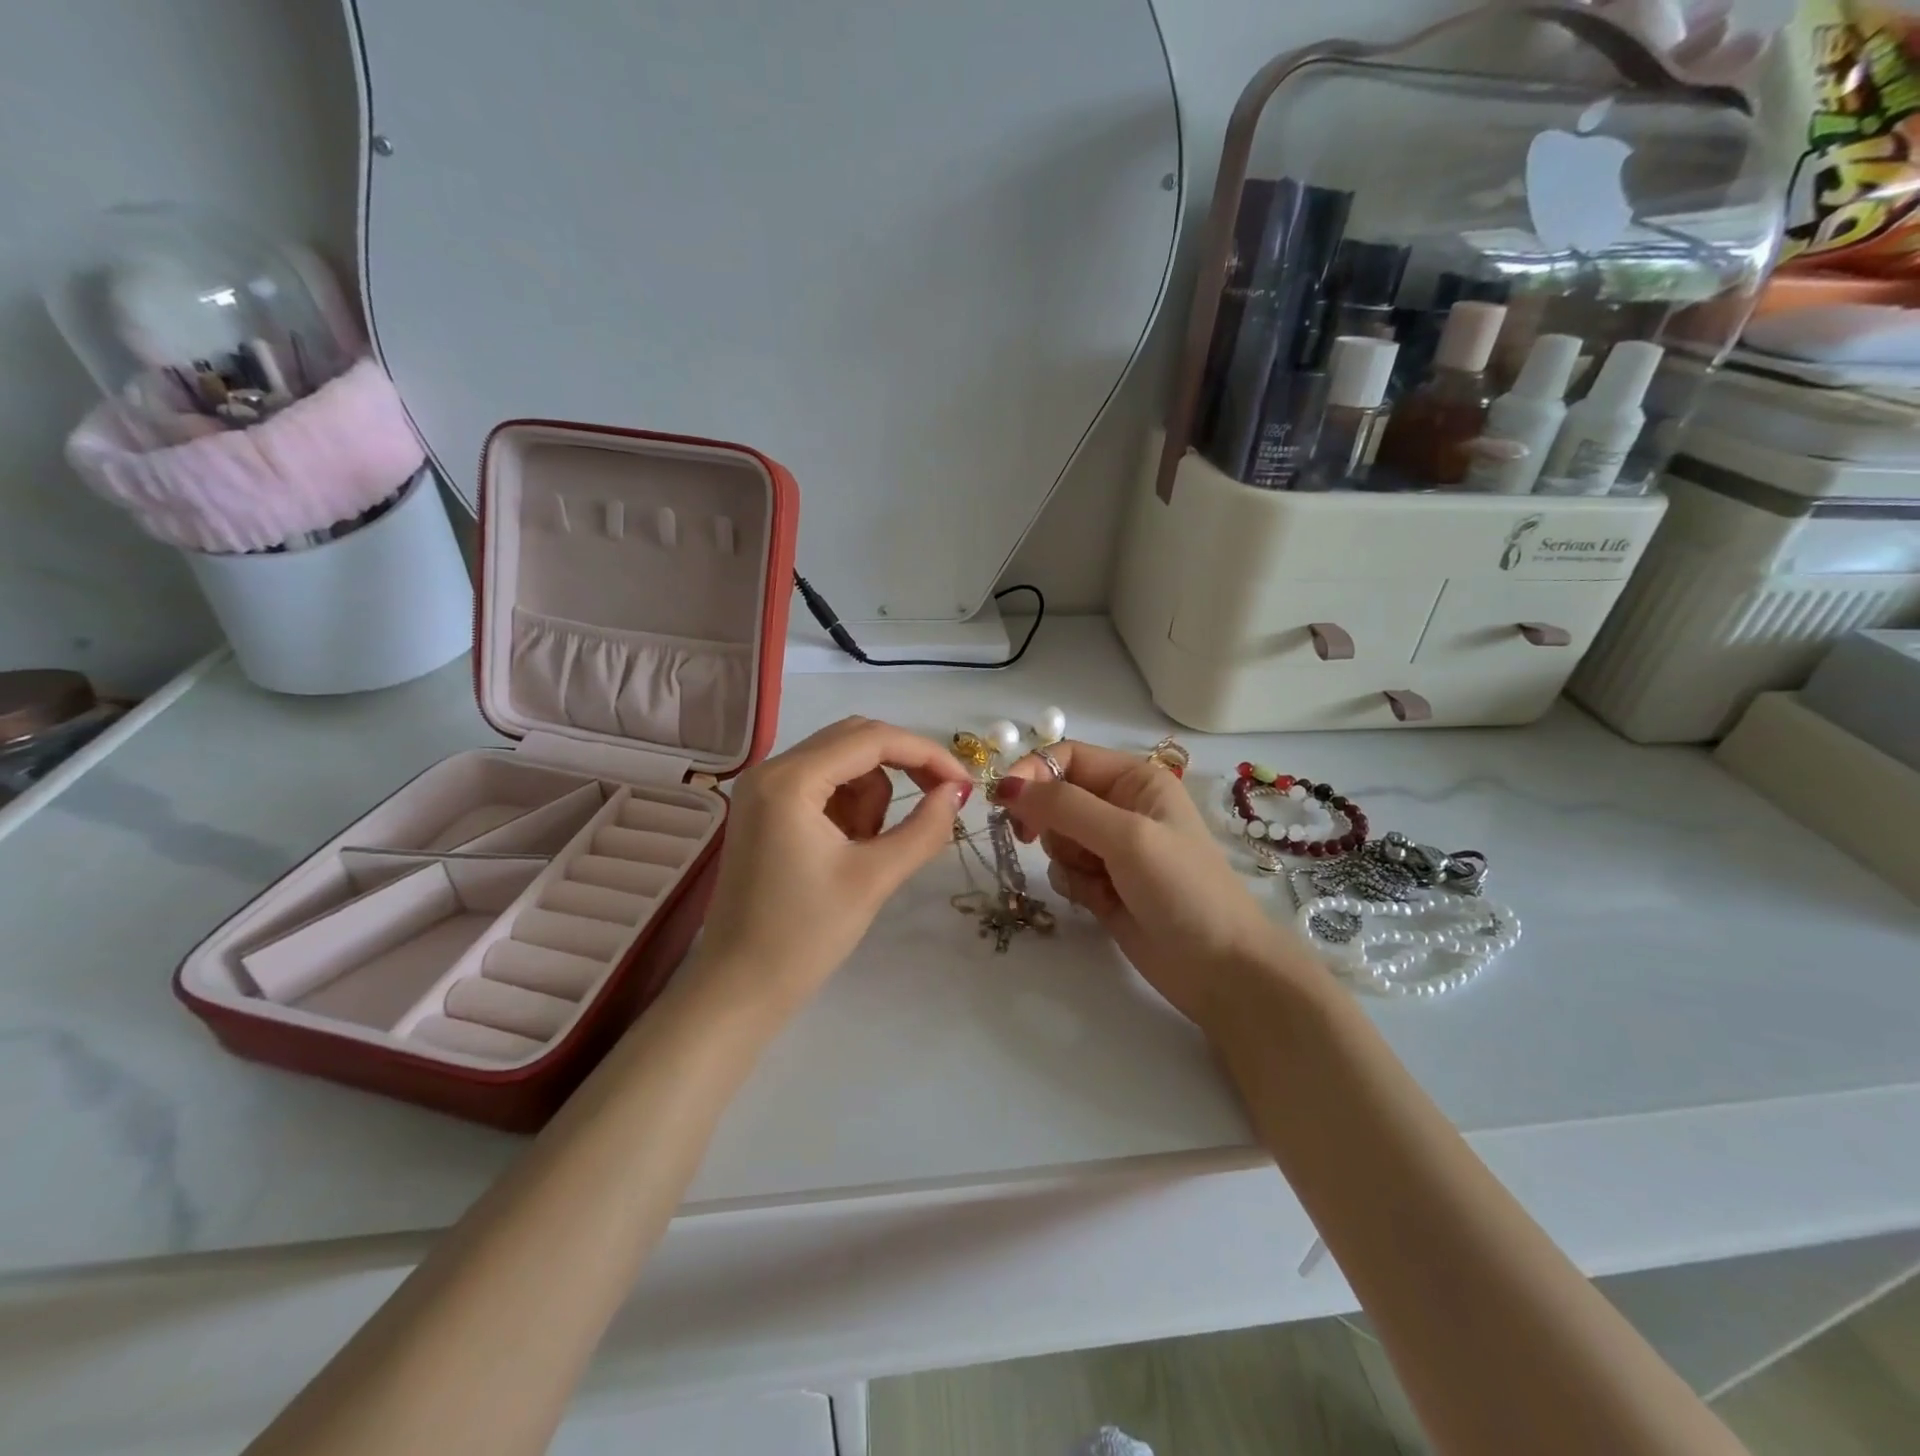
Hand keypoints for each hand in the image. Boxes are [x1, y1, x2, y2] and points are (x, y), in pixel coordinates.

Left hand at [691, 717, 971, 1008]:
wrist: (738, 990)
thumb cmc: (804, 937)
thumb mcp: (874, 878)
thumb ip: (924, 828)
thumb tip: (957, 792)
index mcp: (789, 780)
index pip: (872, 740)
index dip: (926, 754)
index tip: (964, 784)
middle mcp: (771, 769)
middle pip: (855, 740)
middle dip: (903, 766)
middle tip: (940, 801)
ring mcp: (764, 789)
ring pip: (842, 763)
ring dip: (873, 794)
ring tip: (872, 848)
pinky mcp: (765, 810)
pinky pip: (824, 786)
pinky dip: (851, 806)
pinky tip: (851, 848)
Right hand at [997, 741, 1313, 1031]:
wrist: (1220, 968)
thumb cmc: (1182, 888)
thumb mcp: (1126, 836)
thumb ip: (1065, 806)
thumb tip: (1006, 785)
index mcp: (1135, 779)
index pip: (1067, 757)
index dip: (1034, 772)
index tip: (1005, 800)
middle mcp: (1121, 806)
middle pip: (1055, 796)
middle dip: (1047, 820)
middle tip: (1034, 840)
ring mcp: (1111, 848)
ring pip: (1055, 836)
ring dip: (1064, 857)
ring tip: (1096, 879)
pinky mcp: (1102, 884)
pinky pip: (1063, 869)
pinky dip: (1072, 883)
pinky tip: (1099, 901)